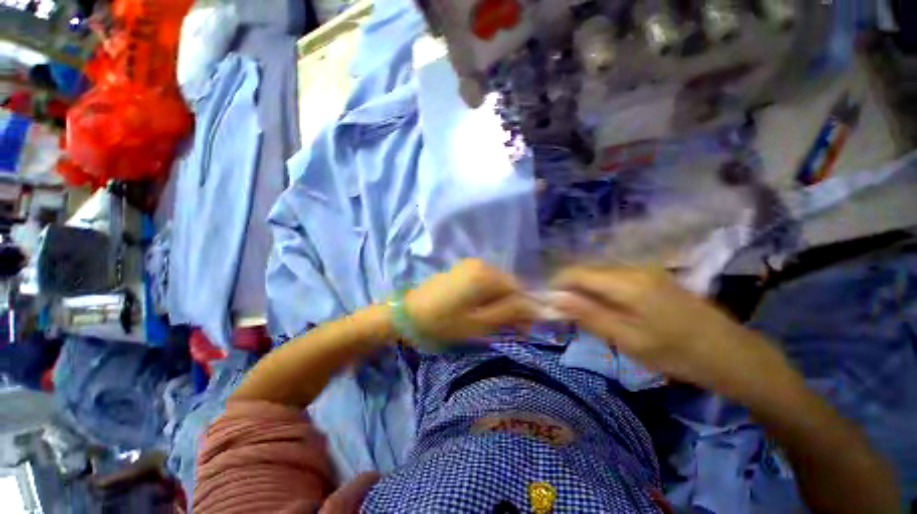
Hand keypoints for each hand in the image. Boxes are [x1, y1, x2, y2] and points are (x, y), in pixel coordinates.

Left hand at [404, 259, 539, 342]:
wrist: (407, 313)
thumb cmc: (443, 322)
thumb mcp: (479, 323)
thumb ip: (510, 313)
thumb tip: (537, 309)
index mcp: (486, 274)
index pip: (519, 289)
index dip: (524, 309)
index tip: (522, 328)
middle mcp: (481, 263)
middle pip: (508, 284)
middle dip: (511, 305)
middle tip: (507, 327)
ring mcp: (470, 264)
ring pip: (497, 283)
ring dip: (500, 301)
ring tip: (491, 320)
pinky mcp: (462, 269)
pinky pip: (485, 281)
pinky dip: (488, 295)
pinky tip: (479, 309)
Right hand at [551, 266, 789, 393]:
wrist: (731, 353)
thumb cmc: (677, 353)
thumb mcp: (628, 340)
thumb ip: (589, 315)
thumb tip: (556, 298)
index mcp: (627, 283)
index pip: (577, 273)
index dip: (558, 284)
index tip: (548, 301)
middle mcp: (633, 268)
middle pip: (587, 270)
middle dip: (570, 288)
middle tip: (565, 312)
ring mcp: (645, 269)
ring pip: (600, 273)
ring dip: (585, 289)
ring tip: (584, 313)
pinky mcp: (652, 275)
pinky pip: (615, 277)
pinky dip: (601, 290)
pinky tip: (606, 307)